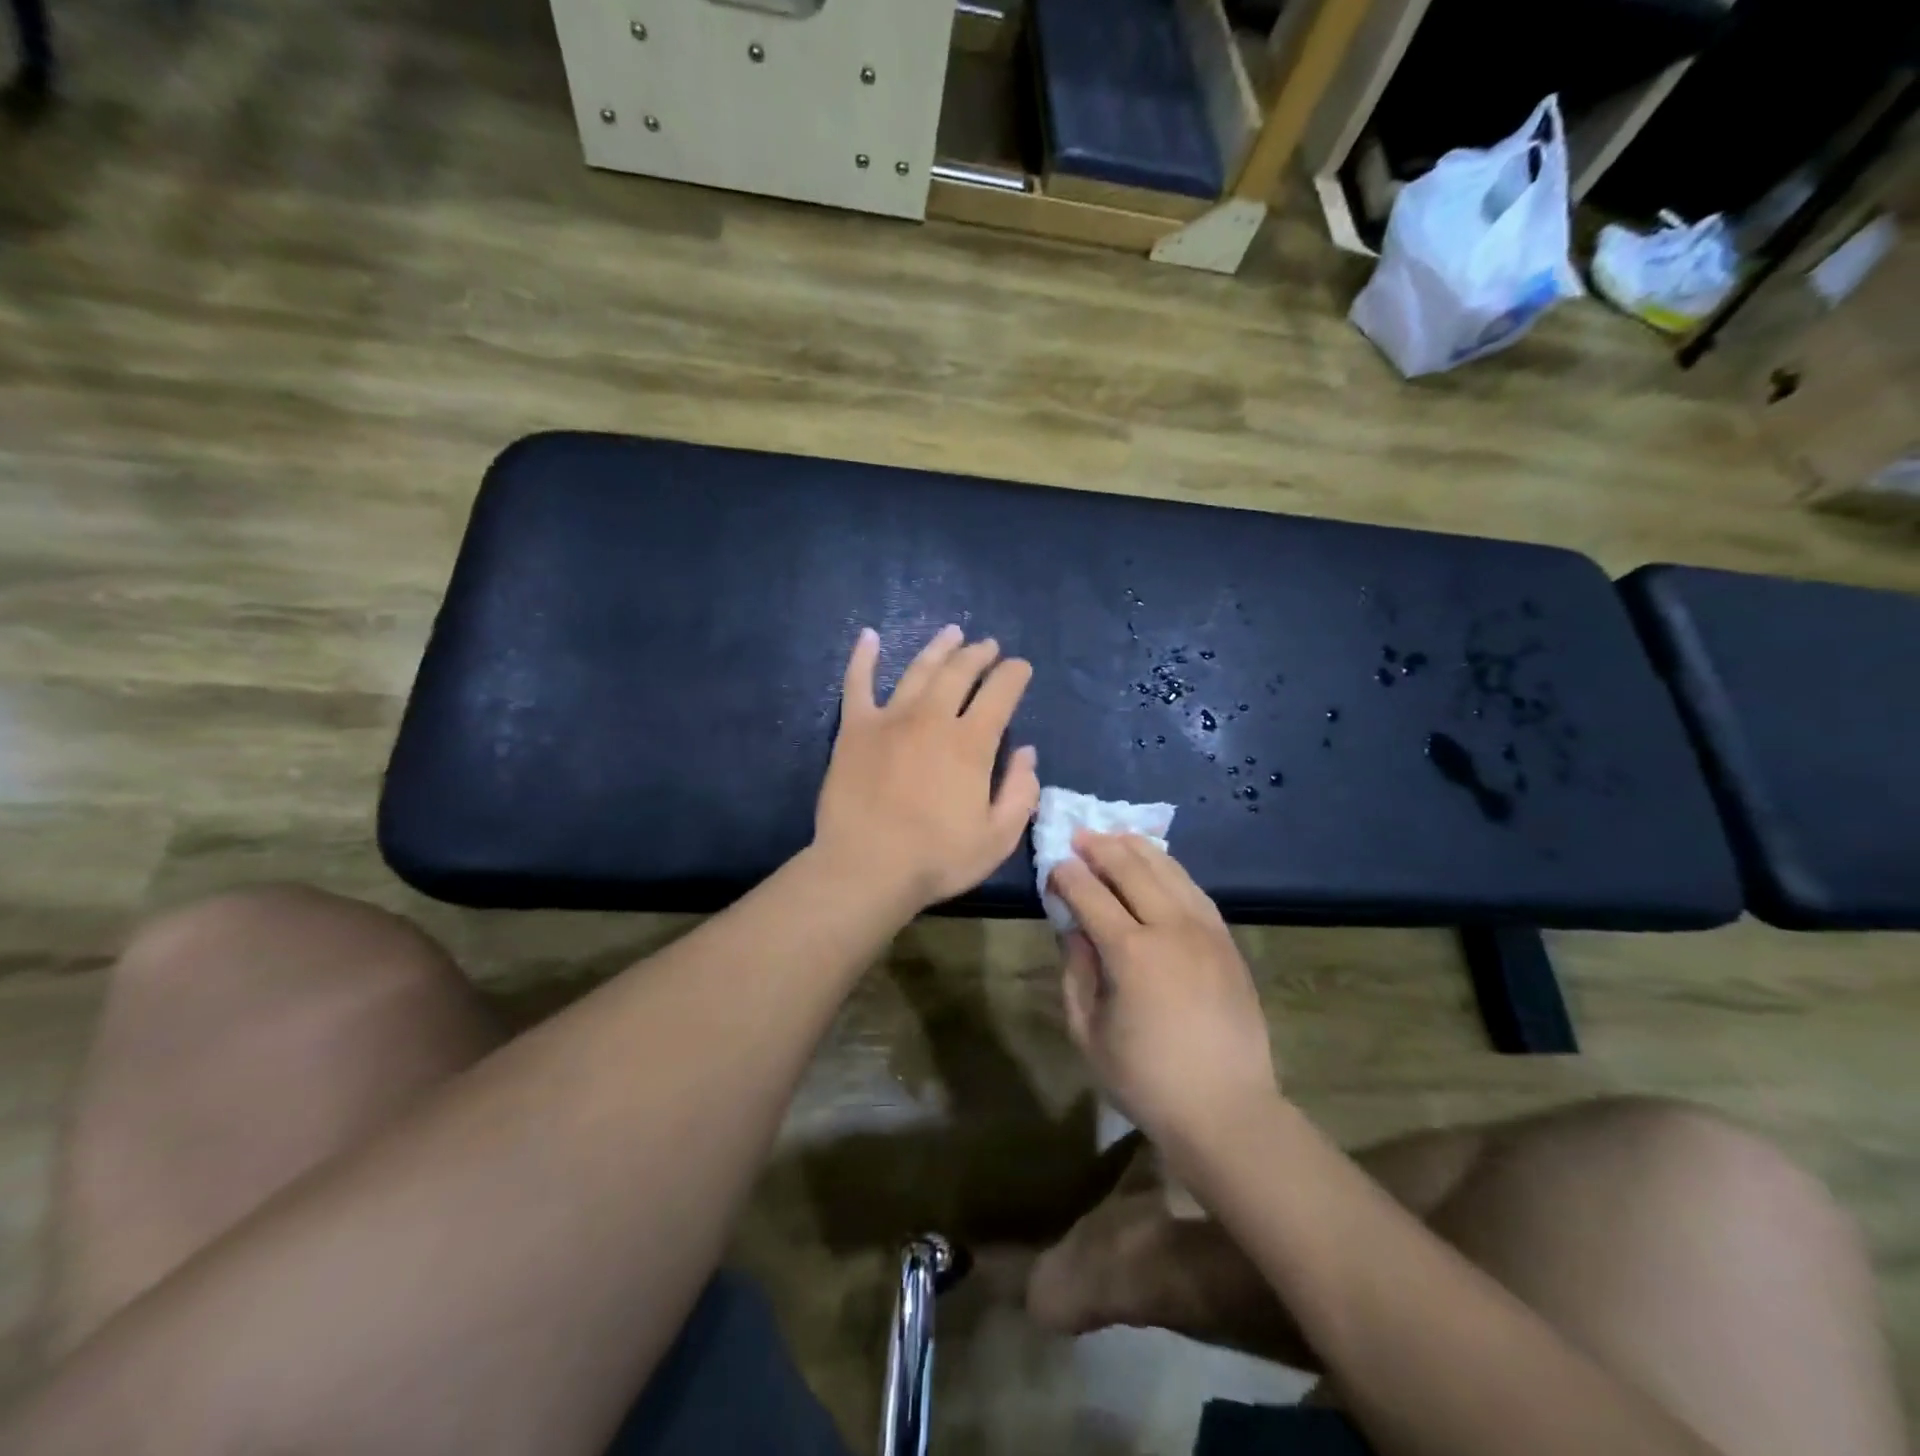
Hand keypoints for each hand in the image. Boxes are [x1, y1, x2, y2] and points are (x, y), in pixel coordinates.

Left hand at [815, 624, 1039, 912]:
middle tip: (988, 646)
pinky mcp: (854, 729)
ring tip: (952, 633)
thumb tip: (1027, 753)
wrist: (865, 868)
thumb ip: (1020, 792)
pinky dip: (863, 657)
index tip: (1020, 668)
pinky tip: (868, 636)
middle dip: (979, 654)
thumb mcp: (998, 838)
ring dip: (939, 648)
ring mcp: (889, 718)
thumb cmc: (937, 859)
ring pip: (918, 670)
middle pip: (960, 671)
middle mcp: (932, 718)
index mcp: (971, 742)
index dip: (1014, 674)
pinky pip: (857, 683)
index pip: (1001, 692)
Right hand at [1051, 833, 1279, 1148]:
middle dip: (1100, 847)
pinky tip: (1157, 865)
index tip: (1052, 866)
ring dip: (1136, 848)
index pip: (1090, 894)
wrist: (1226, 1109)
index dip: (1066, 875)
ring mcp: (1205, 930)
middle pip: (1131, 868)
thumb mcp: (1088, 1031)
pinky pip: (1194, 889)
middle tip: (1079, 837)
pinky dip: (1170, 868)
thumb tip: (1072, 926)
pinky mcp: (1226, 940)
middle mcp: (1171, 928)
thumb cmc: (1146, 1079)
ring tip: (1114, 838)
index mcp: (1131, 953)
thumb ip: (1076, 970)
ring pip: (1168, 869)